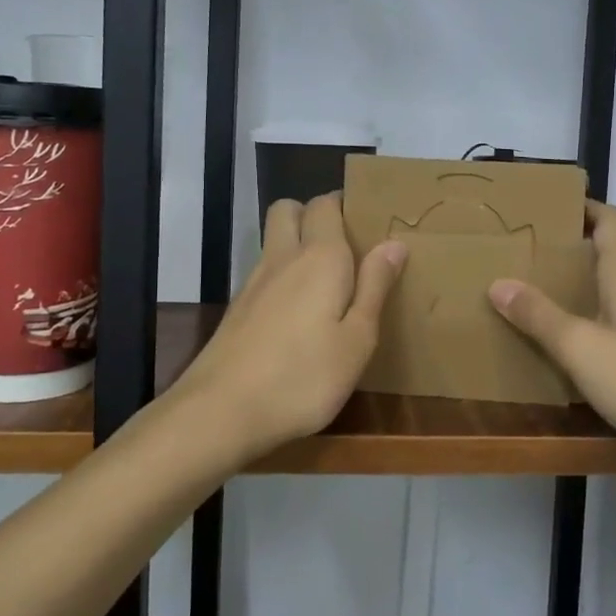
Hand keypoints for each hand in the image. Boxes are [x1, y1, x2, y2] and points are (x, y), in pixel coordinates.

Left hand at [173, 192, 406, 460]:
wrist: (221, 411)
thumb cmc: (304, 377)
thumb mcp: (357, 340)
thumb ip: (374, 287)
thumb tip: (393, 244)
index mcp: (320, 257)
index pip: (326, 204)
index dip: (345, 205)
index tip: (368, 224)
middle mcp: (283, 257)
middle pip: (289, 209)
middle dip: (313, 214)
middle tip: (344, 246)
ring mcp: (254, 282)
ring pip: (273, 240)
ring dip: (296, 243)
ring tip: (327, 281)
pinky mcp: (237, 308)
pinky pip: (265, 272)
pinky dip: (283, 275)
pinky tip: (299, 313)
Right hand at [488, 202, 615, 462]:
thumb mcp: (582, 350)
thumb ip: (540, 317)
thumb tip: (499, 283)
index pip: (611, 220)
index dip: (584, 208)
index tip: (550, 211)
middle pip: (615, 254)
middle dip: (576, 254)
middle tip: (532, 264)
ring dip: (591, 290)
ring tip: (551, 306)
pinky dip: (609, 319)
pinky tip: (590, 350)